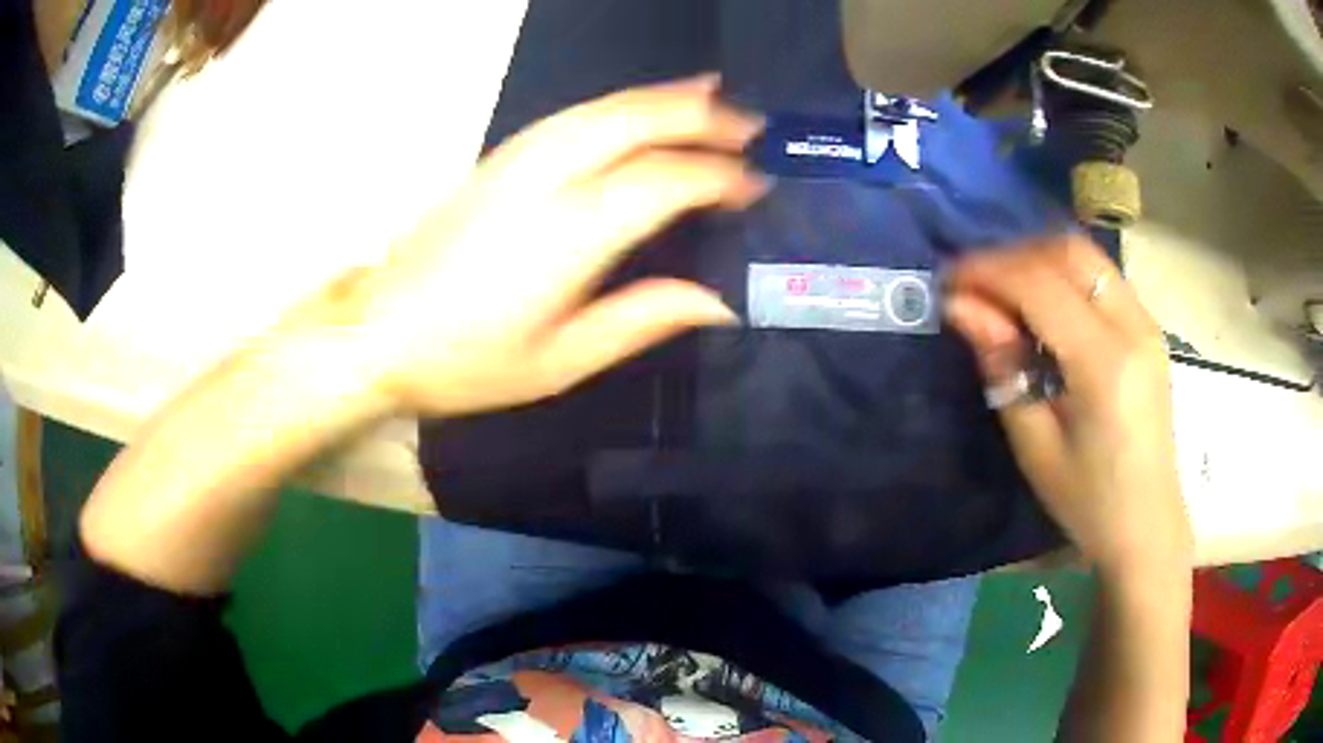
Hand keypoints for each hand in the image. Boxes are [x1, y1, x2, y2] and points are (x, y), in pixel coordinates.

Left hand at [311, 76, 766, 416]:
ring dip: (664, 97)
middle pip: (635, 122)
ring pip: (604, 107)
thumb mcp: (560, 362)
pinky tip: (641, 103)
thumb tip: (720, 301)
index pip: (663, 181)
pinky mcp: (500, 158)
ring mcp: (517, 160)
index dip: (717, 177)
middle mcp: (545, 179)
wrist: (380, 332)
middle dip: (701, 116)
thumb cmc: (466, 361)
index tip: (756, 187)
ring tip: (714, 96)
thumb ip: (642, 319)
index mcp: (567, 234)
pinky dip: (619, 102)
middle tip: (752, 127)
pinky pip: (573, 115)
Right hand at [944, 236, 1191, 576]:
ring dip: (1038, 259)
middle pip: (1068, 252)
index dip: (988, 272)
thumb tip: (960, 307)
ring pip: (1087, 258)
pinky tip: (1043, 307)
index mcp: (1105, 365)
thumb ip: (1003, 367)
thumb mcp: (1036, 446)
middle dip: (1013, 256)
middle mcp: (1133, 327)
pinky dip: (1063, 275)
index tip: (948, 282)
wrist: (1147, 525)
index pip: (1040, 285)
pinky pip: (1101, 278)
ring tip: (1003, 291)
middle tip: (975, 284)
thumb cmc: (1089, 502)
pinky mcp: (1149, 329)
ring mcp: (1147, 323)